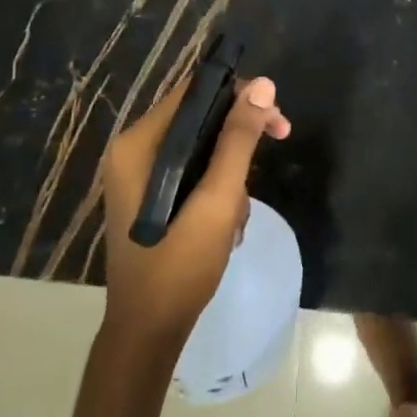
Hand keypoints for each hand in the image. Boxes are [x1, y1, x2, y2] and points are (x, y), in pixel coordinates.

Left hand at [99, 73, 290, 352]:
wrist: (148, 332)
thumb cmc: (180, 264)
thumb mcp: (217, 198)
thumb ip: (238, 139)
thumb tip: (263, 84)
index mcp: (139, 144)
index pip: (194, 92)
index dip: (238, 94)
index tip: (274, 114)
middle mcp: (135, 152)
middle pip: (199, 117)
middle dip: (241, 135)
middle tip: (281, 138)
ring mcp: (141, 177)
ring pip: (201, 146)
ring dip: (232, 171)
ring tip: (239, 212)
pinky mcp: (153, 197)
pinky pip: (194, 172)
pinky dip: (218, 188)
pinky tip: (229, 222)